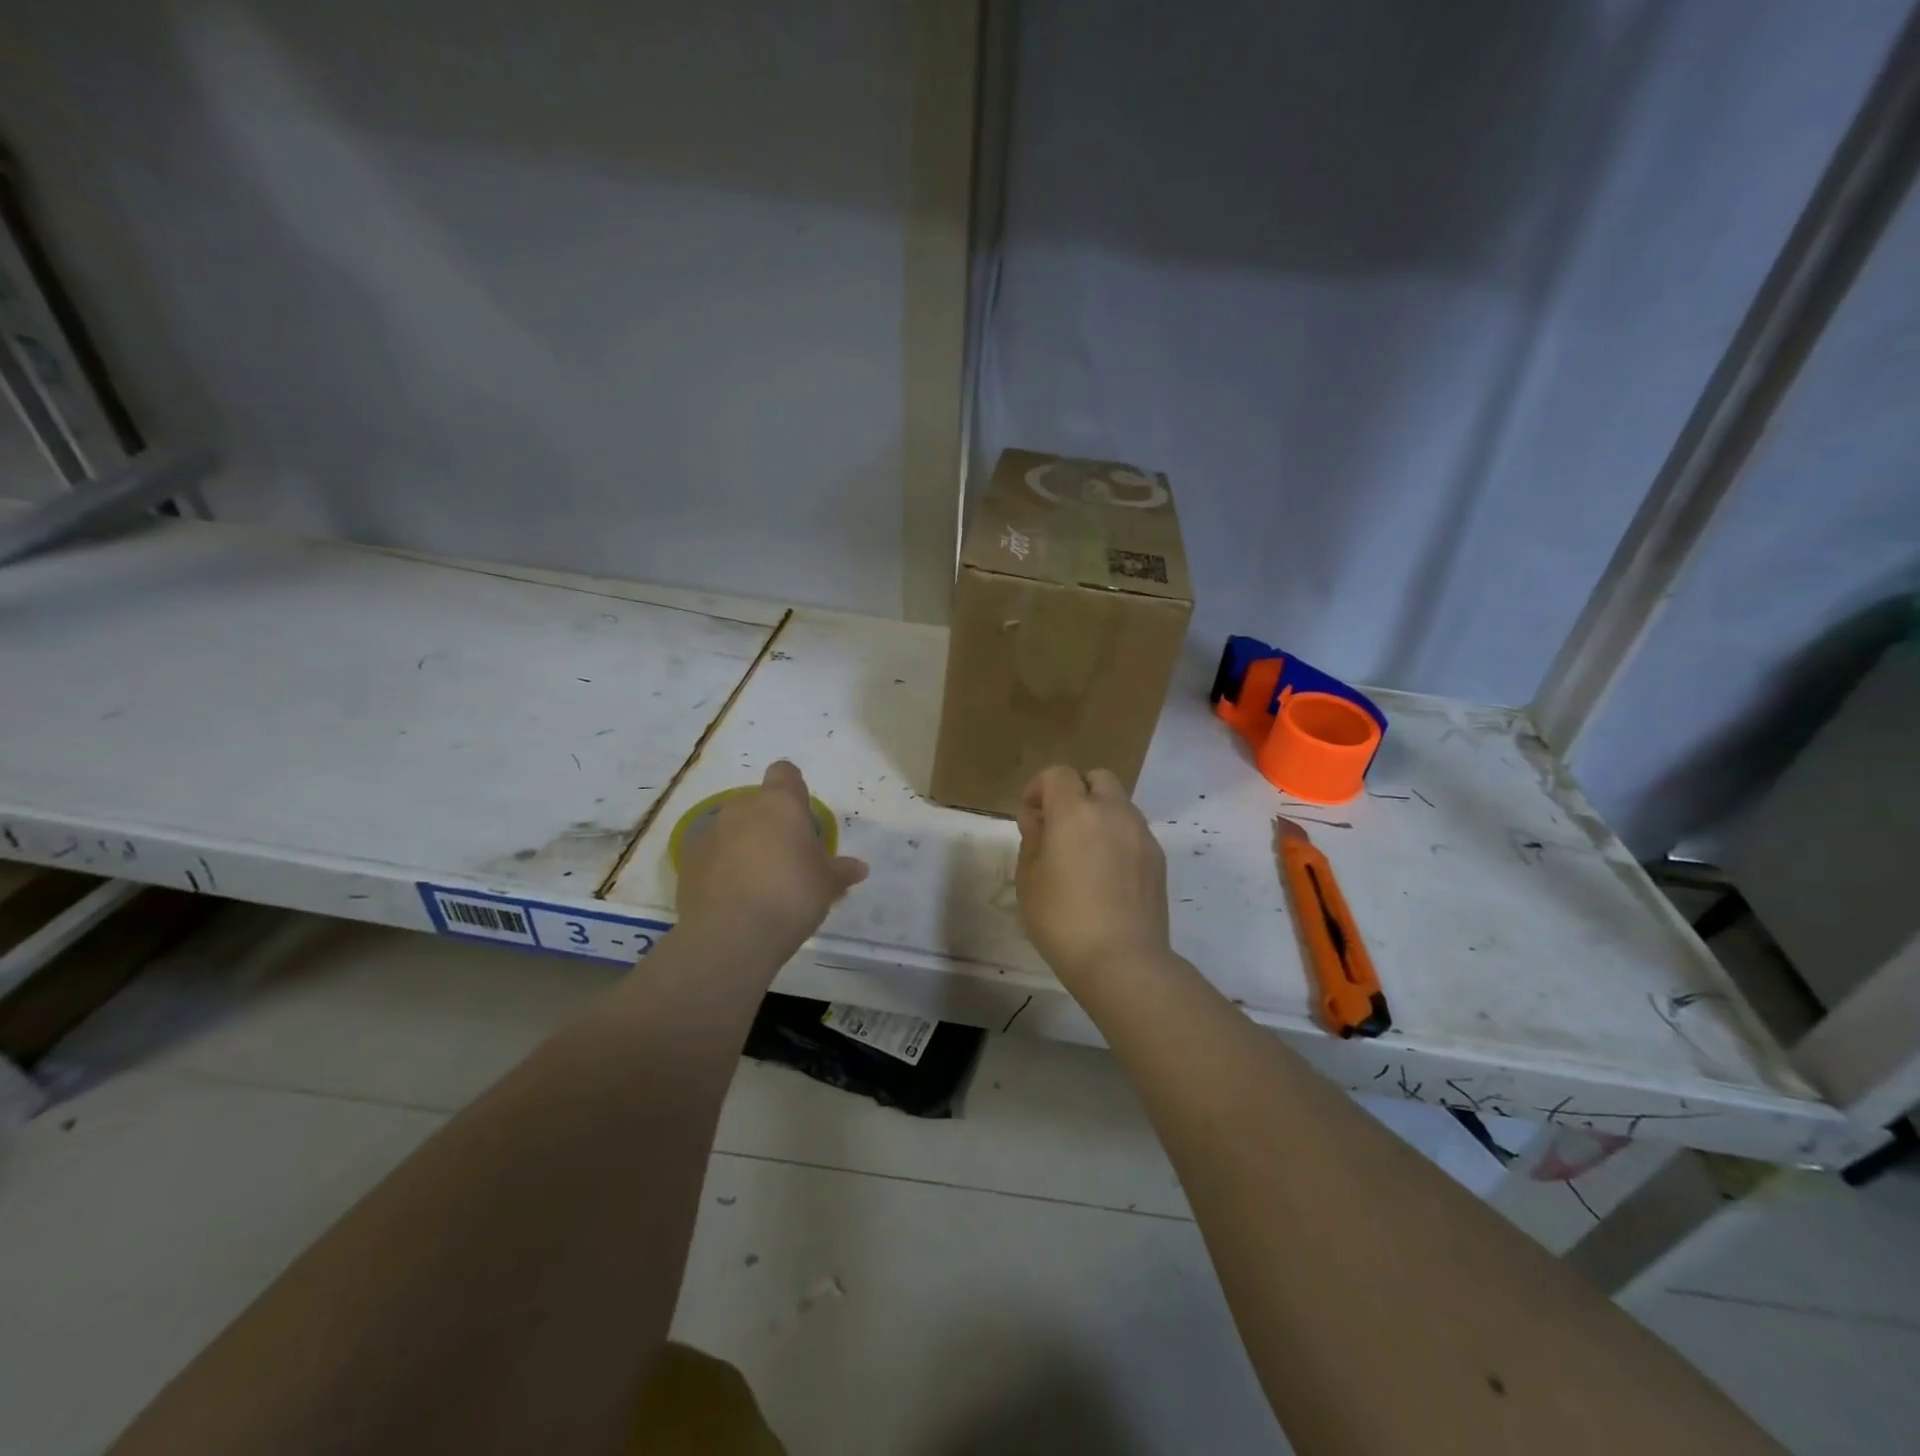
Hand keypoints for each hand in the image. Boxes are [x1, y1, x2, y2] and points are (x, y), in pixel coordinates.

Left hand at [675, 761, 867, 961]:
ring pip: (732, 827)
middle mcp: (742, 807)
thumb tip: (859, 867)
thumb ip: (841, 871)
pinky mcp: (687, 858)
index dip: (793, 790)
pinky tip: (732, 894)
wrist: (731, 936)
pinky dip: (720, 865)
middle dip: (770, 823)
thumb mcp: (828, 885)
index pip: (785, 773)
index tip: (802, 817)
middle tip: (786, 858)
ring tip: (757, 881)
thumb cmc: (791, 897)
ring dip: (743, 844)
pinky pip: (710, 852)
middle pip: (758, 804)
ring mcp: (710, 831)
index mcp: (781, 803)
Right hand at [1015, 766, 1170, 989]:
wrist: (1122, 960)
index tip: (1030, 814)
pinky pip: (1134, 831)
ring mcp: (1140, 834)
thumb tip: (1037, 819)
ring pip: (1119, 804)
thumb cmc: (1062, 919)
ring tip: (1084, 851)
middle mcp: (1113, 812)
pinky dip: (1117, 837)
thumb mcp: (1029, 880)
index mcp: (1075, 811)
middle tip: (1059, 825)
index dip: (1039, 787)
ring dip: (1099, 813)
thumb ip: (1032, 840)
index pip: (1058, 774)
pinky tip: (1107, 872)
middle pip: (1097, 778)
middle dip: (1076, 791)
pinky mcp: (1158, 858)